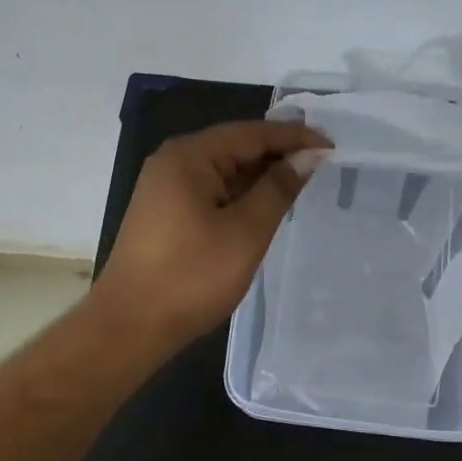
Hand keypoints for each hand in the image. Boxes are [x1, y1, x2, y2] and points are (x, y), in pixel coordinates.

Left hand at [92, 120, 329, 346]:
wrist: (129, 327)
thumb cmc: (192, 276)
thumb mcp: (245, 231)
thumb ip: (278, 188)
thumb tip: (308, 156)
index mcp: (190, 156)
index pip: (251, 133)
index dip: (294, 137)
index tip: (332, 145)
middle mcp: (174, 161)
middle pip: (236, 145)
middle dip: (279, 152)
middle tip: (323, 161)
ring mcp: (165, 186)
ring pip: (224, 168)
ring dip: (261, 173)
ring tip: (302, 179)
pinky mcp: (165, 211)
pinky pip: (212, 188)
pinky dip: (241, 192)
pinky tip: (266, 202)